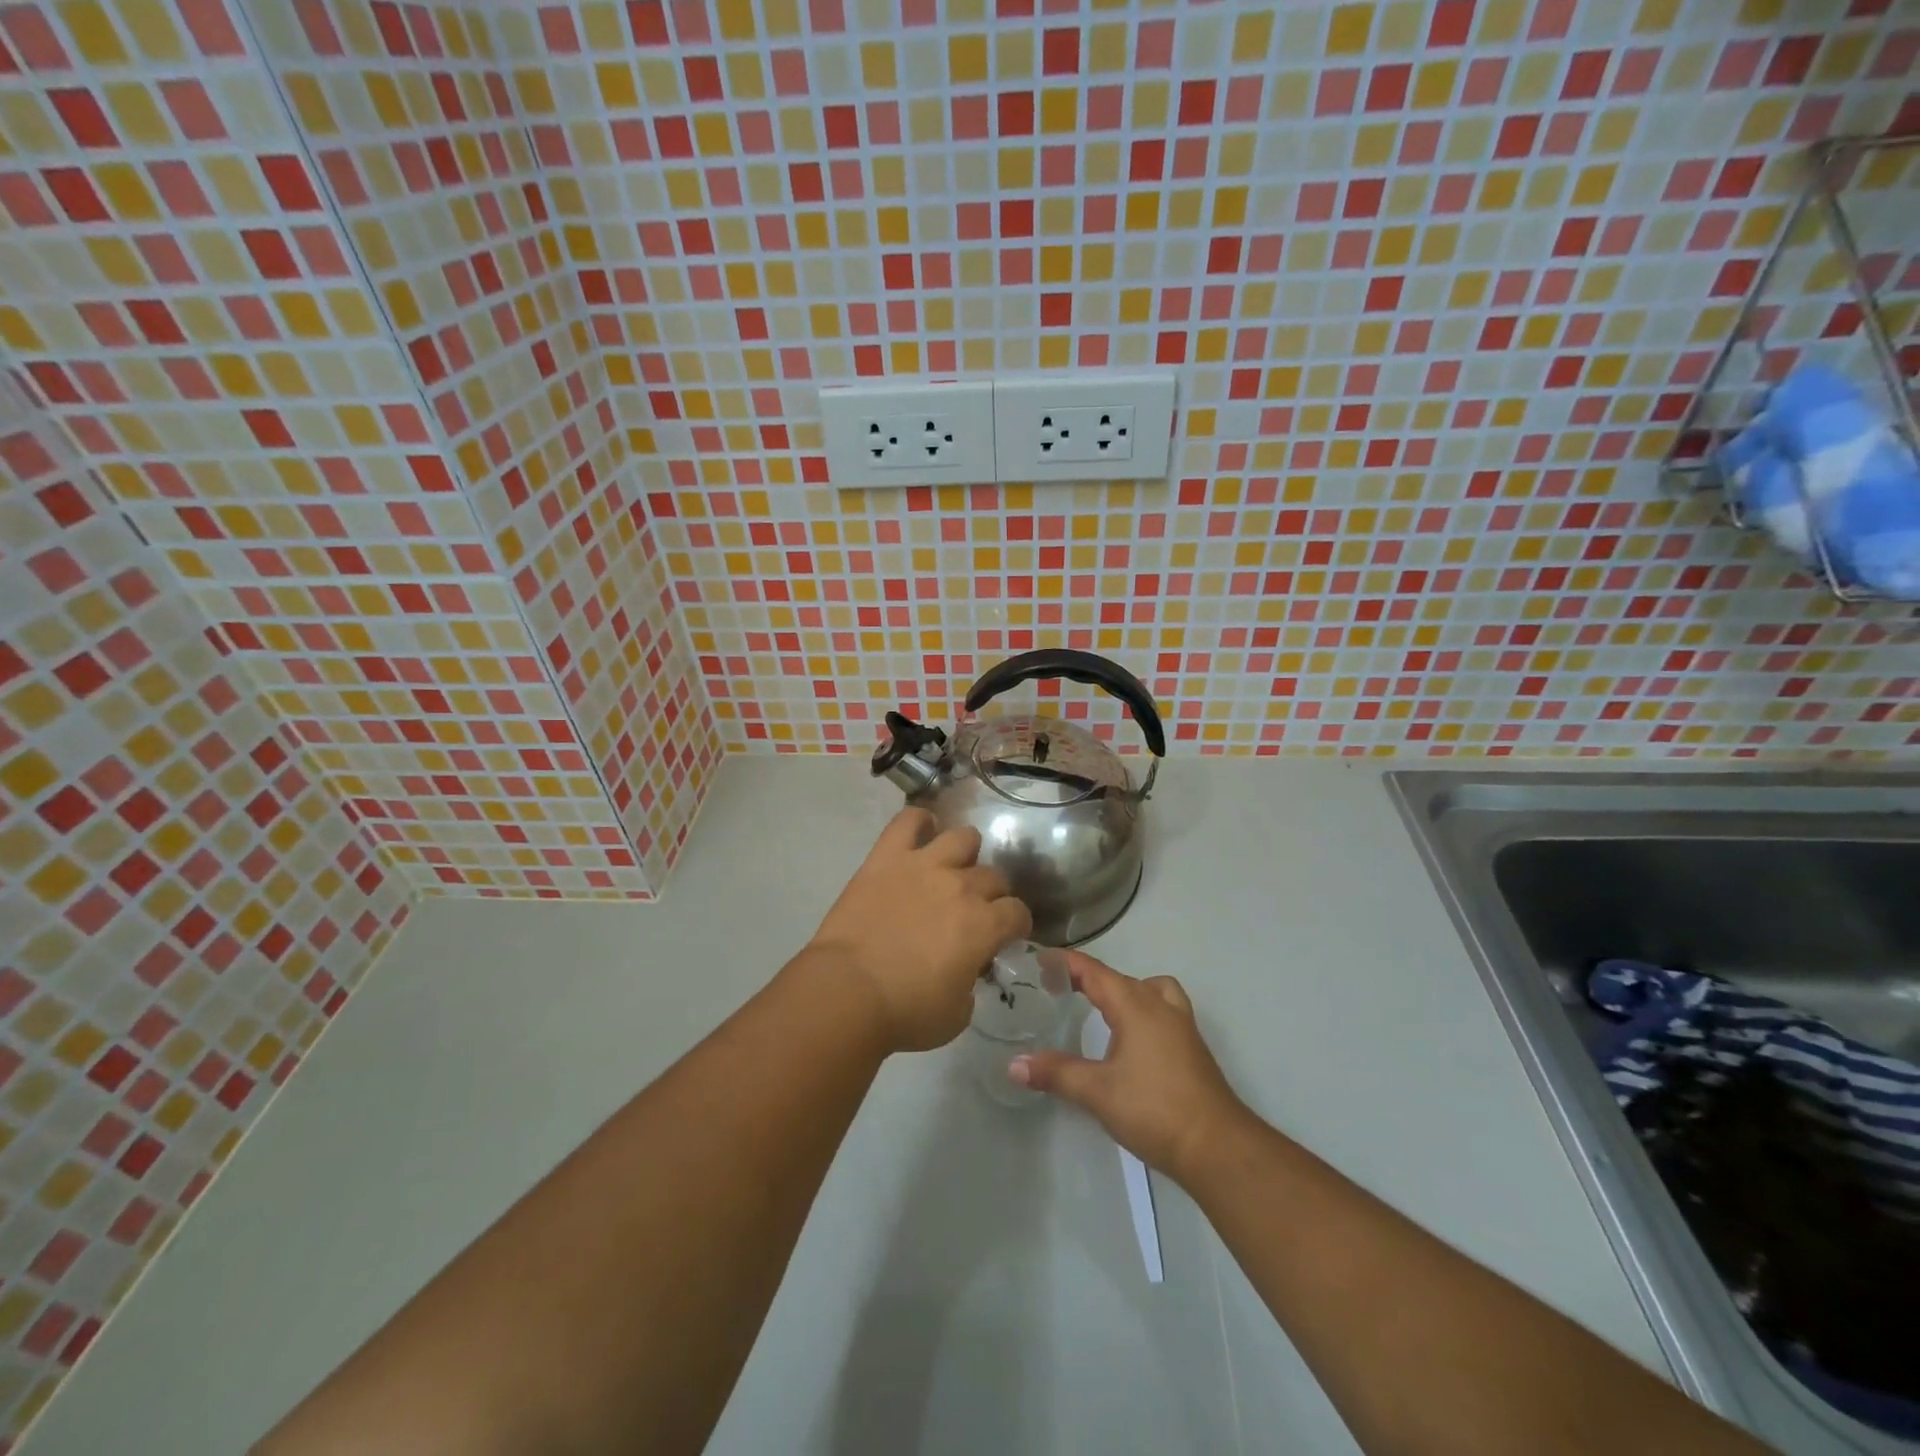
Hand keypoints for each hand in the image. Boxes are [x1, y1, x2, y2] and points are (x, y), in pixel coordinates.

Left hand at [805, 808, 1032, 1053]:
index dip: (1016, 924)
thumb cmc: (905, 1012)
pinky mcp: (887, 857)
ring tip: (953, 867)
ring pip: (963, 838)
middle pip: (993, 876)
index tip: (1007, 934)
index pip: (1018, 913)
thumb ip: (970, 983)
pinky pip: (908, 821)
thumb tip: (966, 968)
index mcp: (984, 926)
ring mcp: (924, 865)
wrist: (847, 991)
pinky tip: (921, 831)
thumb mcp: (956, 1014)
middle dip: (992, 894)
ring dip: (965, 853)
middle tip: (975, 910)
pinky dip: (919, 821)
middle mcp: (961, 887)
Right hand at [1010, 952, 1247, 1182]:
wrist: (1217, 1146)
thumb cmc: (1154, 1109)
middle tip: (1057, 986)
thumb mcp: (1097, 1091)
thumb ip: (1056, 1073)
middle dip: (1088, 977)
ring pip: (1150, 989)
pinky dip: (1143, 1009)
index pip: (1094, 971)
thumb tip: (1014, 1065)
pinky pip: (1163, 1008)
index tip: (1039, 959)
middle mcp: (1159, 1005)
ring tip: (1102, 1008)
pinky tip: (1131, 1039)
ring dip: (1124, 990)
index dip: (1066, 962)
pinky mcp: (1191, 1047)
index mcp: (1134, 1005)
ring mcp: (1181, 1025)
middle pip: (1119, 978)